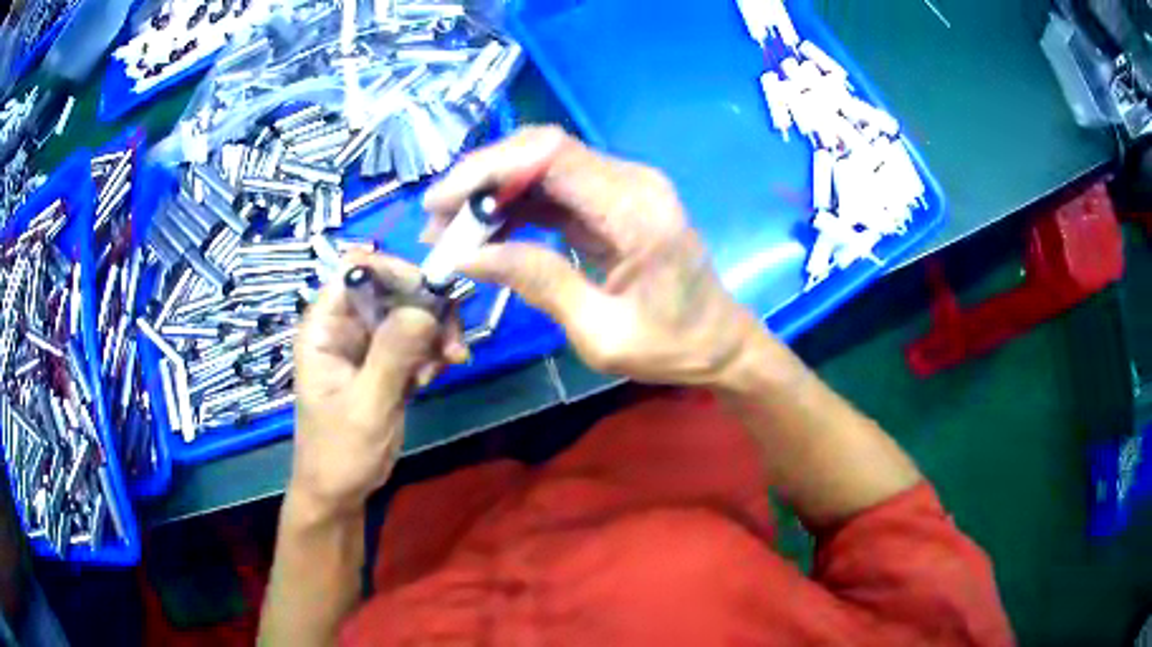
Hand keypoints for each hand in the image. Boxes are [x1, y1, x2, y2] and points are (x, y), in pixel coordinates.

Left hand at [290, 251, 466, 515]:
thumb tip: (427, 306)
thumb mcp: (367, 407)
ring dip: (434, 333)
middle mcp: (344, 326)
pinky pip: (415, 339)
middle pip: (391, 288)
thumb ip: (393, 355)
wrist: (339, 492)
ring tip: (445, 366)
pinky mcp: (384, 363)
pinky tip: (436, 376)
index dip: (395, 271)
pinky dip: (432, 351)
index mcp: (324, 327)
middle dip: (425, 308)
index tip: (434, 296)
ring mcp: (365, 344)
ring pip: (408, 312)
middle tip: (451, 343)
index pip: (356, 270)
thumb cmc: (340, 453)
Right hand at [423, 126, 762, 384]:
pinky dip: (514, 206)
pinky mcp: (612, 202)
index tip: (441, 203)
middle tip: (436, 219)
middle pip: (541, 151)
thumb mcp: (602, 333)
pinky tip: (485, 232)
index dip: (488, 169)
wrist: (718, 342)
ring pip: (542, 167)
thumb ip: (539, 284)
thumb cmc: (670, 346)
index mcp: (635, 209)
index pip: (550, 156)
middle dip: (481, 178)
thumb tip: (469, 256)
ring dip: (492, 192)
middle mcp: (631, 182)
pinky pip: (554, 190)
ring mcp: (622, 188)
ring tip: (450, 230)